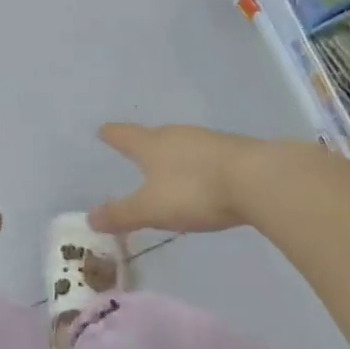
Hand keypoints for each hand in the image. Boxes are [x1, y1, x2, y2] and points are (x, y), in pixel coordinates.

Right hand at [89, 123, 266, 235]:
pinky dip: (199, 166)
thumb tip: (90, 218)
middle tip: (137, 154)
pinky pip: (207, 156)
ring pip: (183, 145)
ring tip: (169, 170)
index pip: (125, 136)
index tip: (102, 131)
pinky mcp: (235, 151)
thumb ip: (121, 215)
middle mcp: (178, 135)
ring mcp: (209, 140)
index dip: (112, 135)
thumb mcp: (151, 209)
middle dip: (145, 145)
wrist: (258, 179)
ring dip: (174, 156)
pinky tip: (204, 179)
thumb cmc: (195, 191)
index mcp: (152, 145)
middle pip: (155, 136)